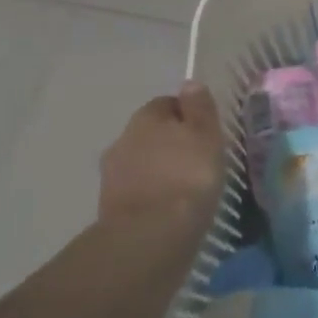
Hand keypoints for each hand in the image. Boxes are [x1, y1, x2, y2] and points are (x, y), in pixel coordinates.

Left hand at [99, 82, 225, 231]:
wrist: (151, 234)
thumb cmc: (188, 175)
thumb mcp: (206, 134)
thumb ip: (199, 107)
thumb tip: (189, 83)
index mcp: (146, 117)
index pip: (167, 103)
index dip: (187, 114)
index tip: (205, 132)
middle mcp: (122, 139)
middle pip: (150, 133)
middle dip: (169, 142)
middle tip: (196, 158)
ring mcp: (112, 175)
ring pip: (141, 162)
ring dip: (159, 168)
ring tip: (184, 186)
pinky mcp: (110, 206)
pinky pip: (137, 189)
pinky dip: (150, 193)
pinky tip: (168, 205)